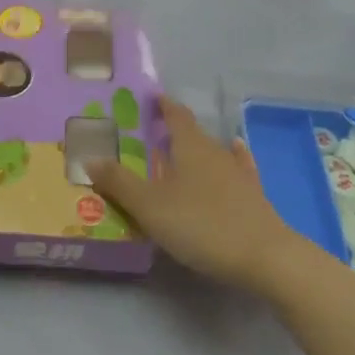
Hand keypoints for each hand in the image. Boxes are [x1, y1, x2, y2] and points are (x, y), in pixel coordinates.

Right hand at [88, 96, 306, 296]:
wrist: (265, 257)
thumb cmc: (201, 224)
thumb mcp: (150, 206)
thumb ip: (119, 182)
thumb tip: (89, 157)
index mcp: (190, 146)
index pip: (175, 115)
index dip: (163, 105)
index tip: (152, 97)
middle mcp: (215, 151)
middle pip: (193, 133)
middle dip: (173, 130)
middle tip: (152, 134)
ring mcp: (238, 173)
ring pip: (214, 151)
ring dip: (197, 149)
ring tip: (182, 151)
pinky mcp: (254, 196)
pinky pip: (239, 169)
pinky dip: (233, 159)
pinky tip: (236, 153)